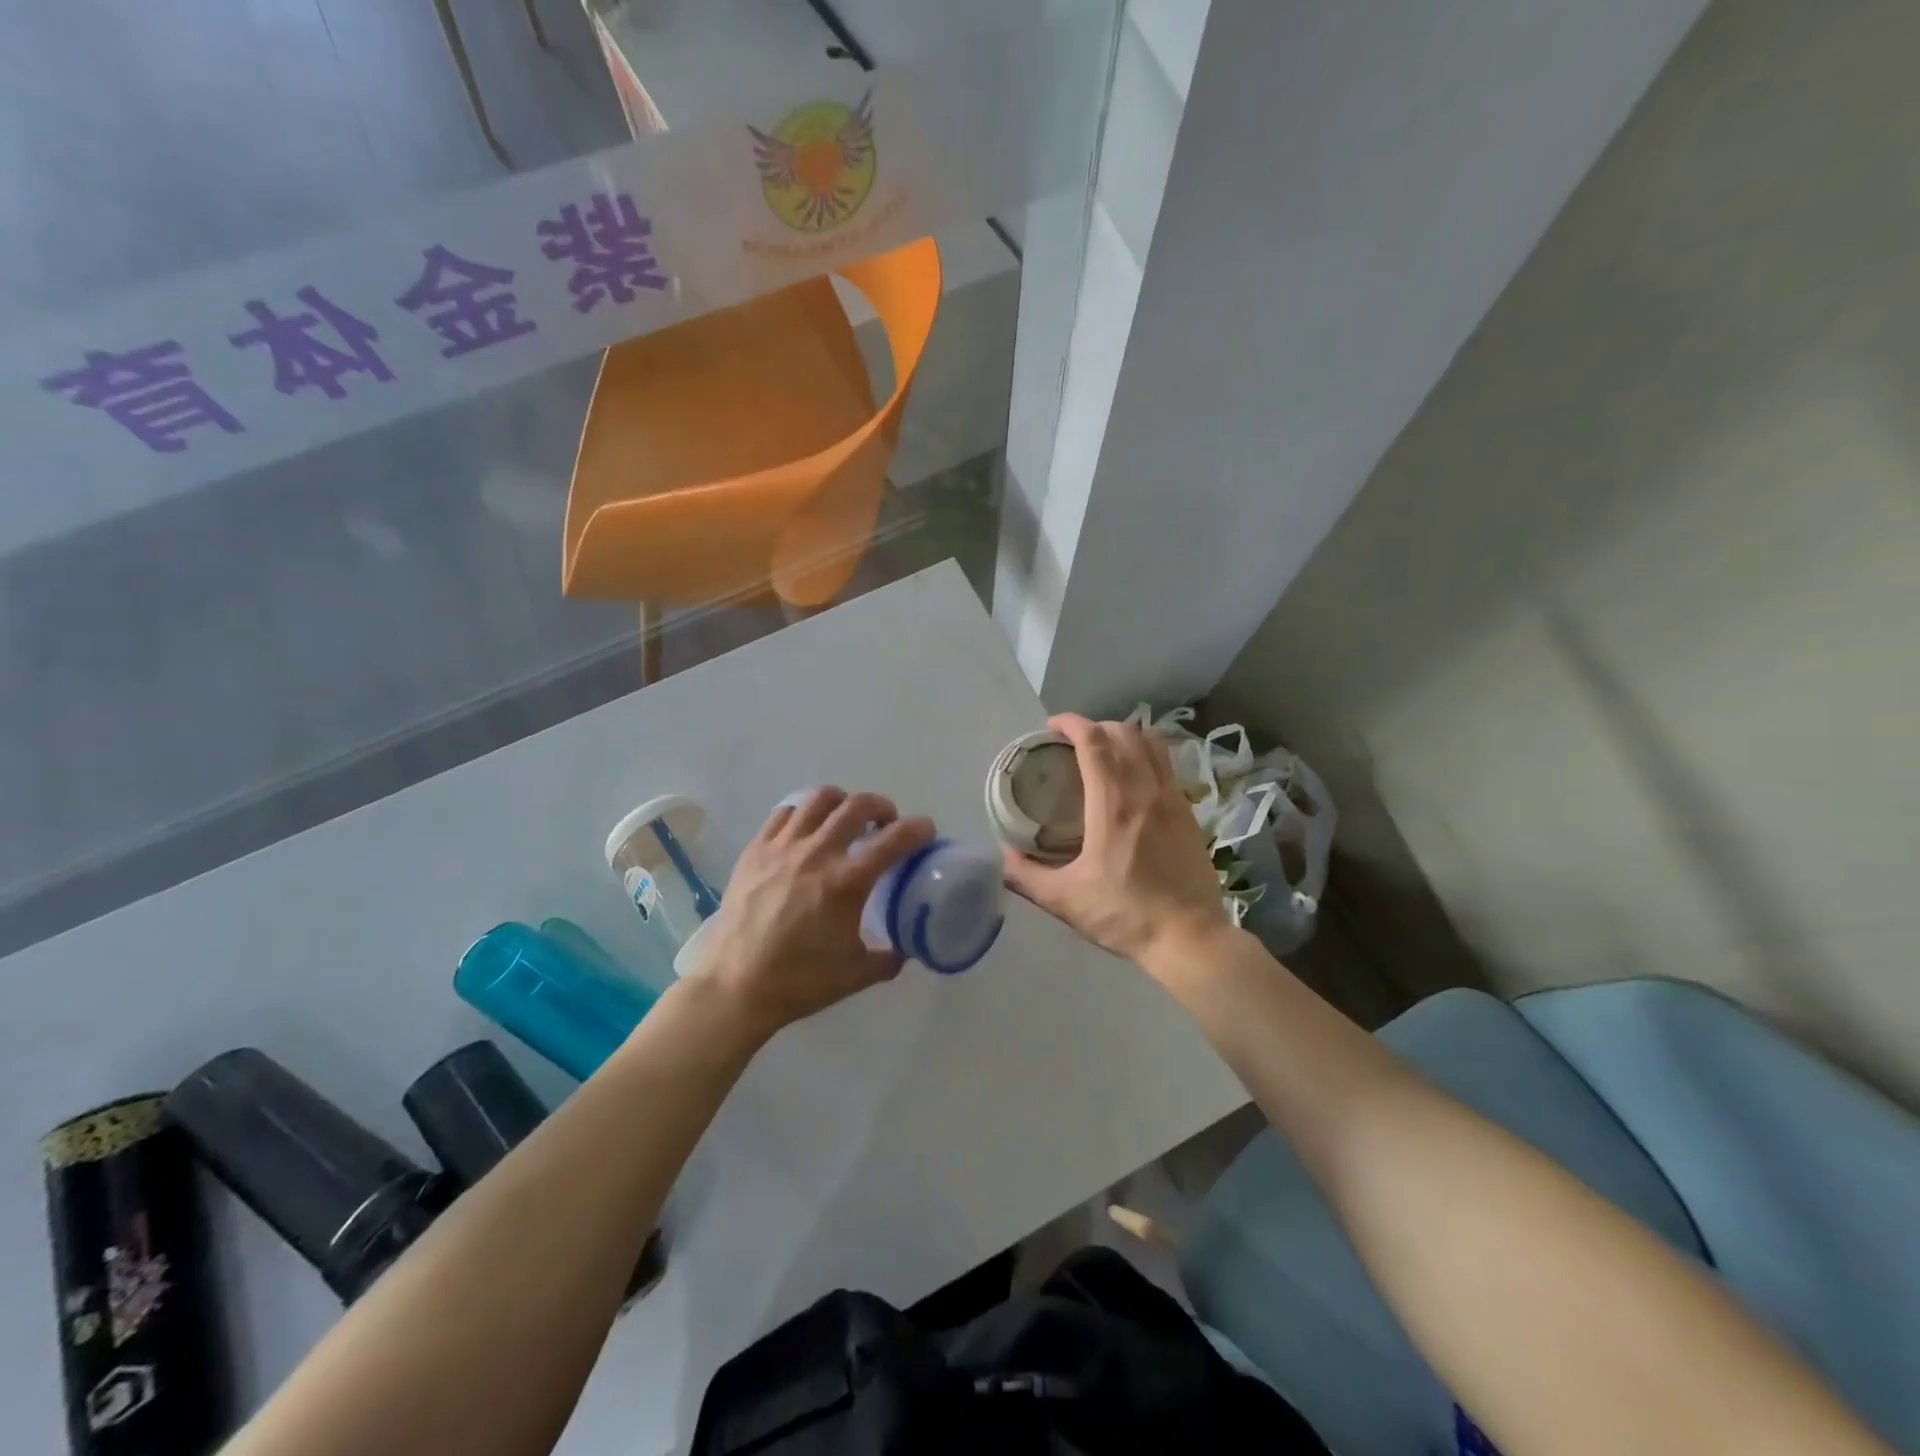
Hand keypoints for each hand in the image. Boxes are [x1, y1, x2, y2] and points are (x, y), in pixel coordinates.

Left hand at [693, 788, 933, 1039]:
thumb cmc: (800, 981)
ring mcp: (783, 847)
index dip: (918, 829)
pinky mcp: (755, 850)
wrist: (735, 986)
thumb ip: (890, 956)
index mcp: (847, 882)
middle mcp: (818, 853)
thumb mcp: (858, 974)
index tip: (926, 830)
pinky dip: (804, 813)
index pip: (895, 839)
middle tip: (885, 823)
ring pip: (819, 799)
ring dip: (842, 803)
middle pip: (858, 806)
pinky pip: (785, 812)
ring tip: (846, 819)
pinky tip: (807, 831)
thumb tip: (907, 946)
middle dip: (881, 807)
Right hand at [1002, 714, 1228, 967]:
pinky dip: (1148, 756)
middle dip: (1097, 726)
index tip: (1053, 726)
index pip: (1094, 742)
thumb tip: (1003, 857)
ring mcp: (1173, 799)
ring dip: (1126, 736)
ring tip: (1107, 752)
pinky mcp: (1190, 813)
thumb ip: (1027, 876)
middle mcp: (1145, 790)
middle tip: (1075, 742)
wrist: (1189, 937)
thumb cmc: (1125, 914)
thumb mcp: (1065, 900)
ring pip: (1153, 744)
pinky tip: (1135, 779)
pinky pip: (1168, 766)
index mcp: (1113, 804)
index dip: (1072, 724)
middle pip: (1125, 733)